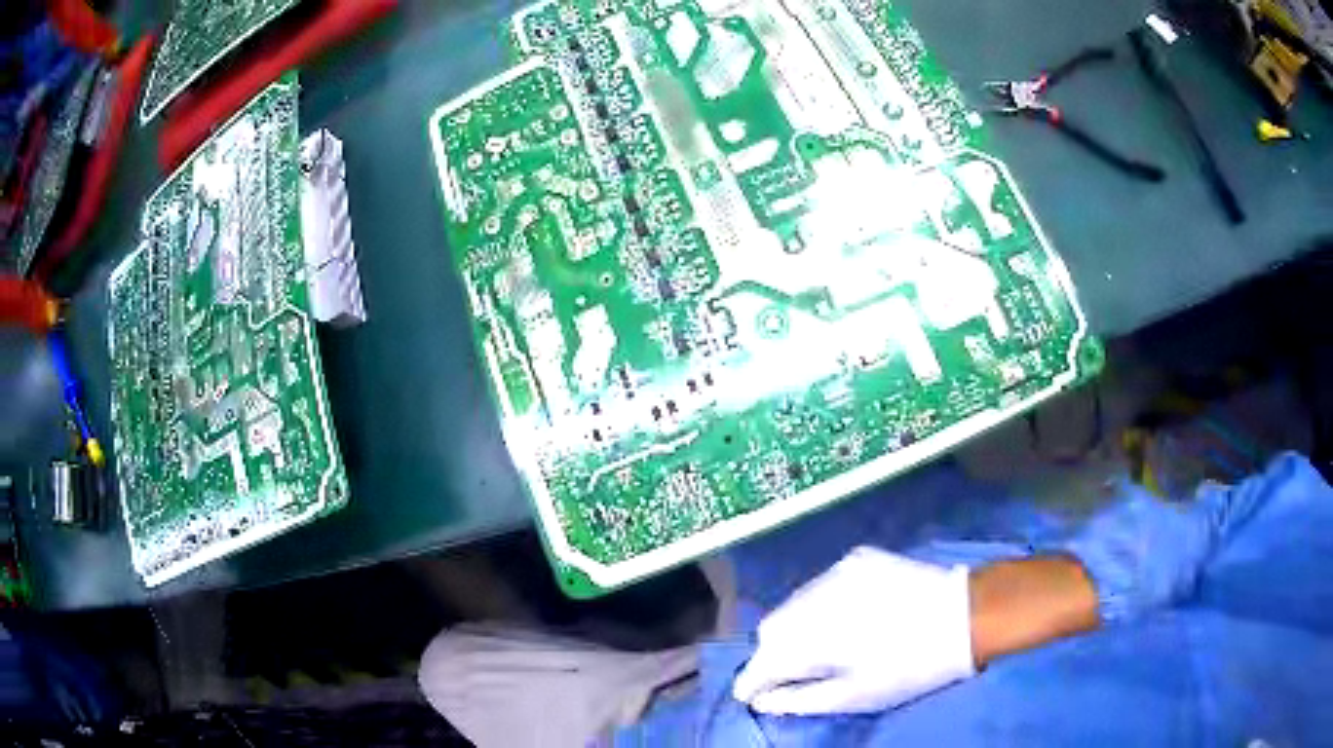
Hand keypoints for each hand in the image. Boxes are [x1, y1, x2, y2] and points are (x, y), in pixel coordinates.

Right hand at [732, 546, 974, 715]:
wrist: (964, 614)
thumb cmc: (910, 668)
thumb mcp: (854, 697)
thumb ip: (798, 701)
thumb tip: (761, 701)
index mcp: (810, 640)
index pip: (759, 664)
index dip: (752, 683)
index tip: (755, 696)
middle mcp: (812, 600)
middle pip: (771, 629)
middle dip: (774, 653)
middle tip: (798, 672)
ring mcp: (834, 573)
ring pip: (793, 603)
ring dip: (797, 626)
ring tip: (825, 643)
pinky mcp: (855, 558)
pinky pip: (821, 585)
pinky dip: (822, 604)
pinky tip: (850, 615)